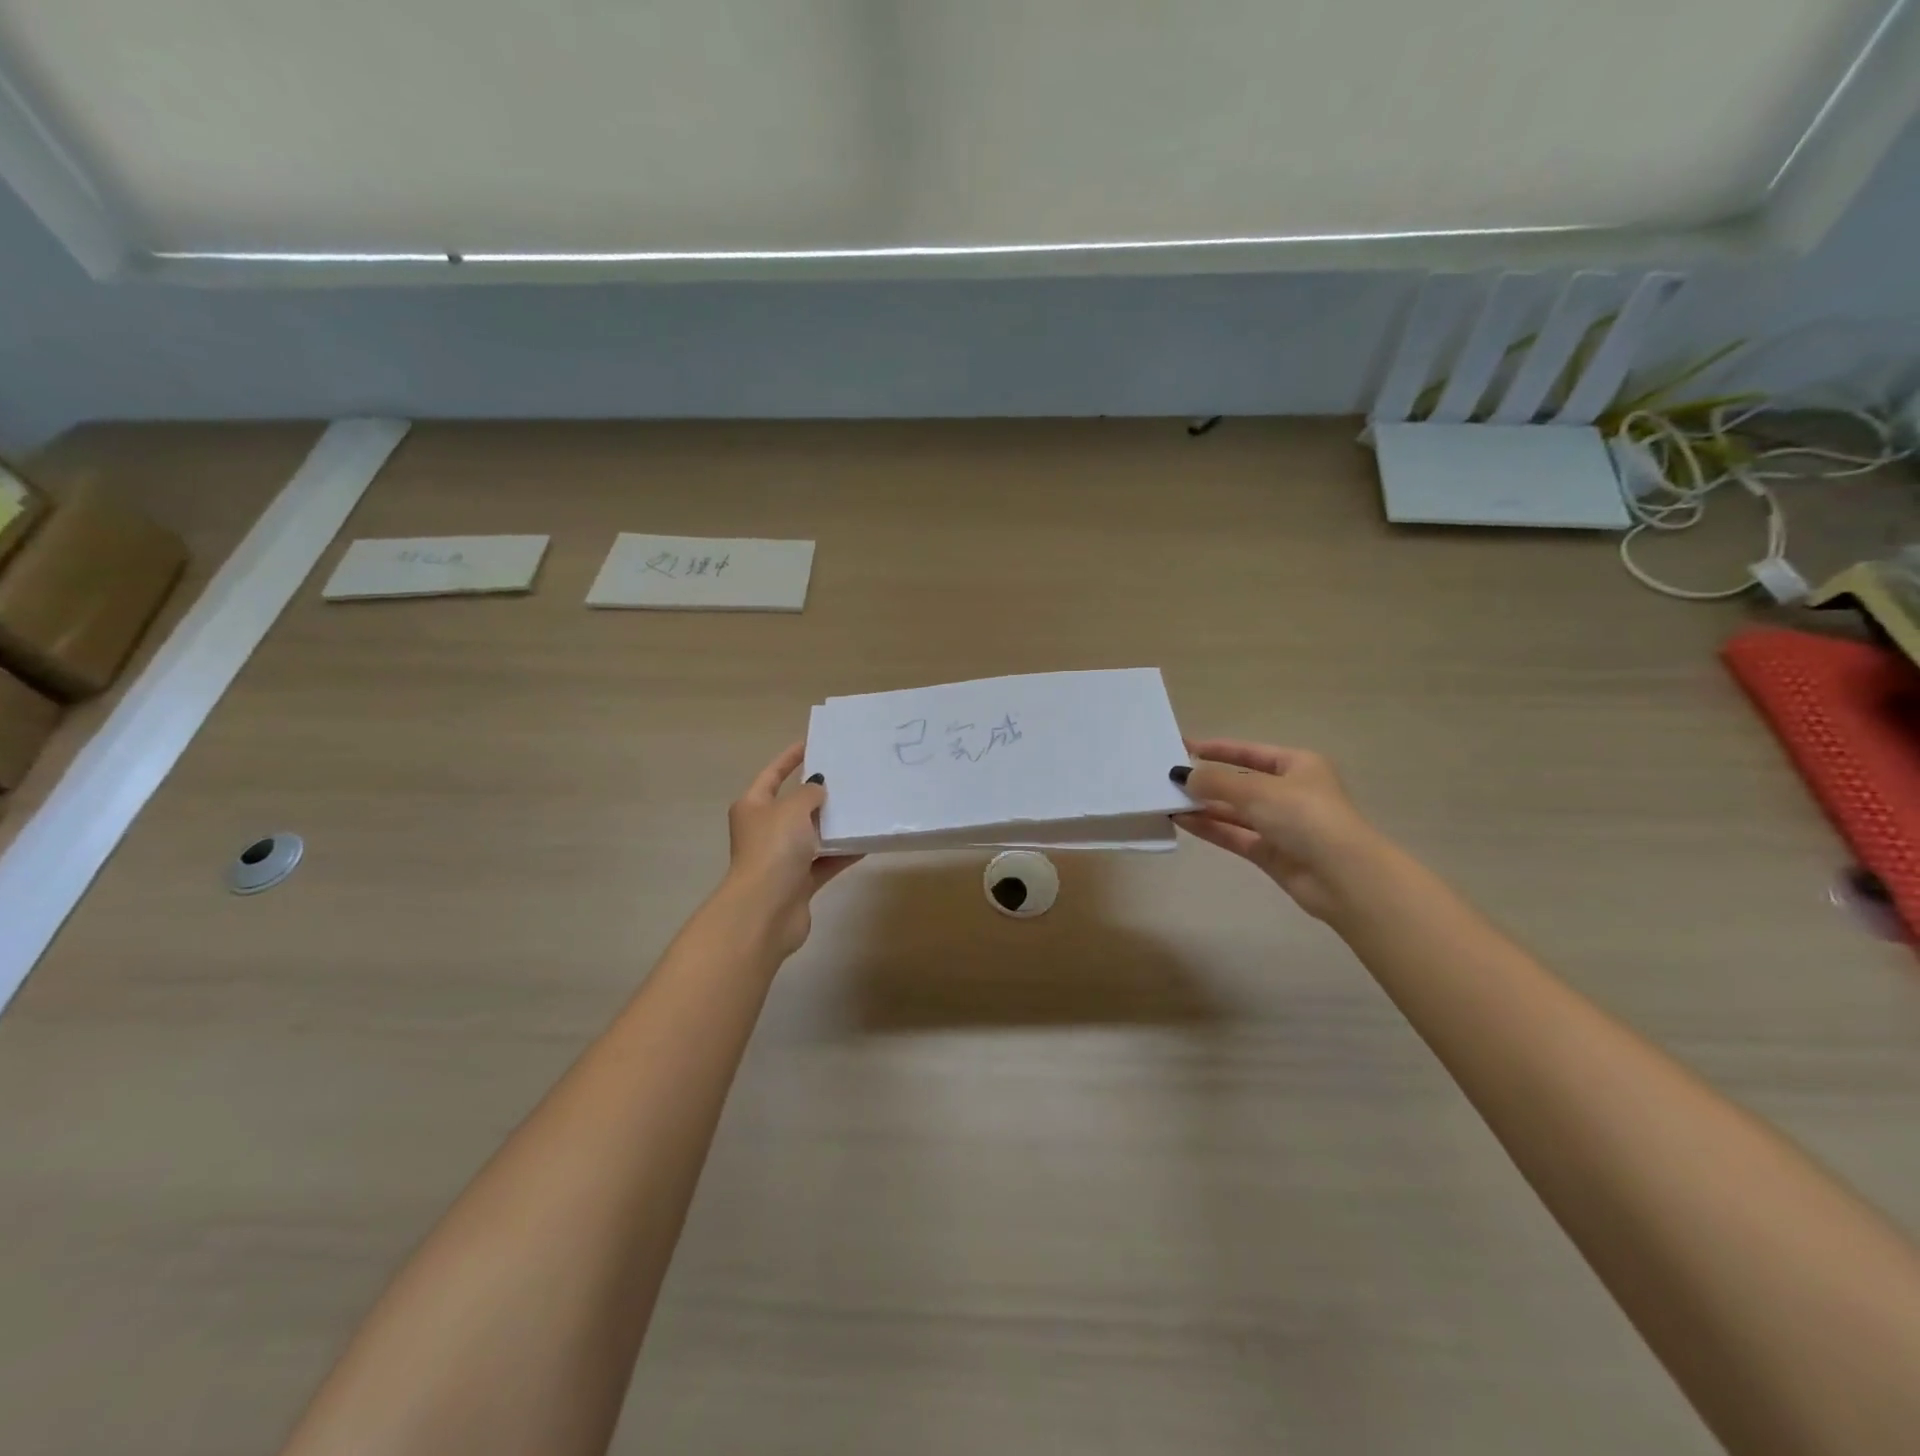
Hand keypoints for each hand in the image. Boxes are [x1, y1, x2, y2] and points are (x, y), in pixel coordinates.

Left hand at [722, 742, 861, 957]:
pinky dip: (842, 853)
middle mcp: (764, 831)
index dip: (789, 758)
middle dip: (818, 793)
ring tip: (862, 806)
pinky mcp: (798, 883)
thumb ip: (809, 793)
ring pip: (812, 835)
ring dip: (833, 825)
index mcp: (753, 807)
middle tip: (848, 776)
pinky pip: (825, 862)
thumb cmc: (774, 849)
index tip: (811, 743)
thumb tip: (818, 786)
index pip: (772, 775)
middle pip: (793, 806)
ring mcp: (781, 858)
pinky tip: (866, 842)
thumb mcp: (793, 809)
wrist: (766, 910)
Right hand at [1172, 739, 1378, 920]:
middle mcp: (1291, 792)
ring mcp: (1281, 825)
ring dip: (1204, 806)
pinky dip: (1211, 827)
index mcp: (1299, 765)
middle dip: (1208, 781)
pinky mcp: (1272, 853)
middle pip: (1241, 782)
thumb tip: (1183, 776)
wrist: (1343, 876)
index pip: (1252, 752)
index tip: (1185, 747)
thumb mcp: (1257, 790)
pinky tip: (1182, 820)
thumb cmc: (1305, 816)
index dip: (1219, 749)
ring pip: (1235, 811)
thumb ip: (1216, 782)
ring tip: (1168, 799)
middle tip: (1169, 777)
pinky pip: (1235, 835)